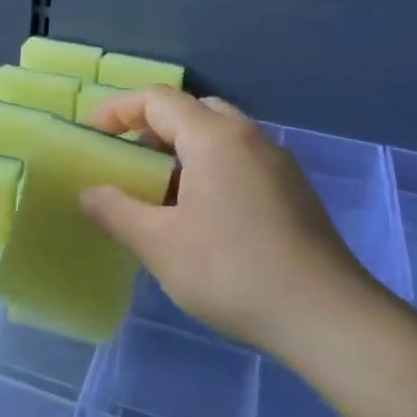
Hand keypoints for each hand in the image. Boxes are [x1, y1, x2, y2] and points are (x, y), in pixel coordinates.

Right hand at [77, 88, 381, 353]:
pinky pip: (239, 162)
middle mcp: (249, 137)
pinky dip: (208, 170)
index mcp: (214, 137)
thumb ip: (115, 211)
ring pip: (218, 137)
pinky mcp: (293, 192)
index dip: (117, 110)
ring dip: (180, 152)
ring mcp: (277, 164)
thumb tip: (89, 193)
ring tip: (156, 193)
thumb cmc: (232, 271)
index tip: (91, 135)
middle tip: (126, 161)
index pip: (157, 99)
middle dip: (151, 128)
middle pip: (191, 111)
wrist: (327, 317)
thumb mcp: (159, 244)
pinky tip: (199, 217)